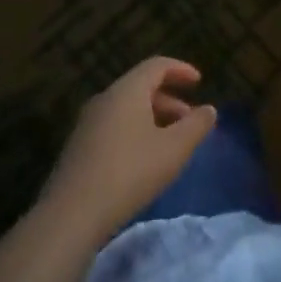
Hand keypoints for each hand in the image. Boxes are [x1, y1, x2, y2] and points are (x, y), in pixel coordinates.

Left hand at [38, 58, 216, 247]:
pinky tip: (143, 160)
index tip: (199, 81)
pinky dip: (135, 132)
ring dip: (153, 118)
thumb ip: (196, 126)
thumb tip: (209, 110)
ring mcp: (87, 124)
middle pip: (141, 87)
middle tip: (189, 120)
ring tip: (170, 143)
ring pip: (127, 109)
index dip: (180, 70)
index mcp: (127, 91)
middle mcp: (105, 99)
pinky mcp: (78, 148)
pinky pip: (113, 127)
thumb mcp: (173, 150)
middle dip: (169, 100)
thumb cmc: (129, 173)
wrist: (70, 216)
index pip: (157, 66)